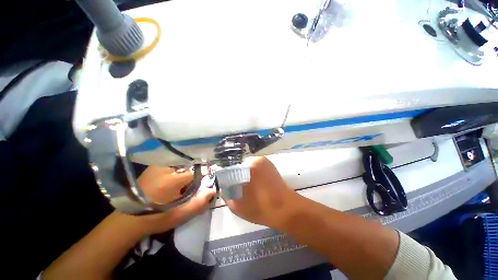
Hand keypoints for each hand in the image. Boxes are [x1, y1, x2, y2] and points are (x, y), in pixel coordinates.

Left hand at [132, 166, 215, 235]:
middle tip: (193, 184)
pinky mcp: (153, 167)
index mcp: (170, 180)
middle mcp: (163, 168)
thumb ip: (199, 203)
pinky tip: (176, 179)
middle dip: (195, 172)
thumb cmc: (156, 218)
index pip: (196, 172)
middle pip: (189, 165)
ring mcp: (157, 166)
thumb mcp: (180, 215)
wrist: (128, 220)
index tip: (205, 182)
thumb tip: (214, 191)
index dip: (203, 176)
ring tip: (184, 182)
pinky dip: (179, 168)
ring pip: (181, 162)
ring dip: (187, 170)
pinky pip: (173, 163)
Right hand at [224, 157, 299, 228]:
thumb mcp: (238, 206)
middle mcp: (256, 160)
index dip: (228, 178)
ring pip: (248, 167)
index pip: (231, 169)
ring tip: (248, 188)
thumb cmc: (261, 208)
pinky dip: (254, 174)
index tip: (228, 187)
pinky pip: (257, 168)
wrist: (286, 209)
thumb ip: (227, 196)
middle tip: (238, 188)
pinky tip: (256, 185)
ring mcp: (265, 161)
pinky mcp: (271, 165)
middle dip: (237, 176)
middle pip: (240, 167)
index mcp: (248, 166)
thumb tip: (224, 189)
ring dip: (246, 175)